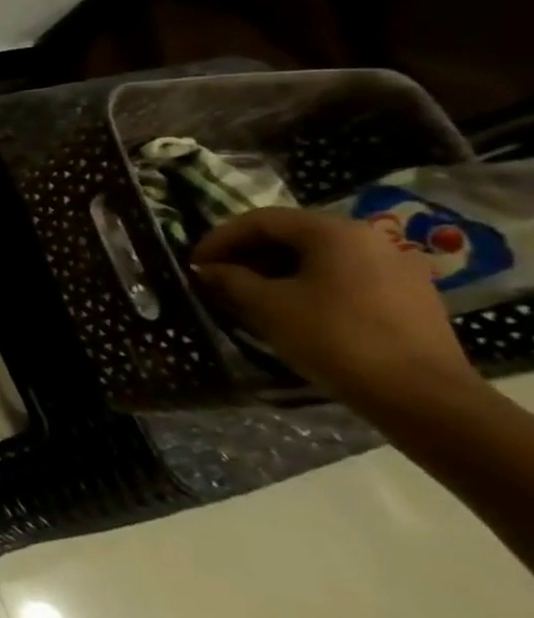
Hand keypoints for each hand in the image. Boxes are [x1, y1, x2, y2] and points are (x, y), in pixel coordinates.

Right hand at [191, 206, 478, 414]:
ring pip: (319, 257)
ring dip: (276, 270)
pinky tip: (292, 309)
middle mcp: (369, 239)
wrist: (422, 397)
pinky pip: (345, 277)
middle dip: (248, 254)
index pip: (260, 220)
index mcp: (334, 232)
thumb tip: (207, 270)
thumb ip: (230, 280)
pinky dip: (309, 284)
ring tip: (249, 295)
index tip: (194, 264)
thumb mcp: (266, 306)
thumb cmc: (333, 338)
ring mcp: (396, 268)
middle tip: (217, 278)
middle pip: (292, 235)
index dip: (219, 239)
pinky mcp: (409, 297)